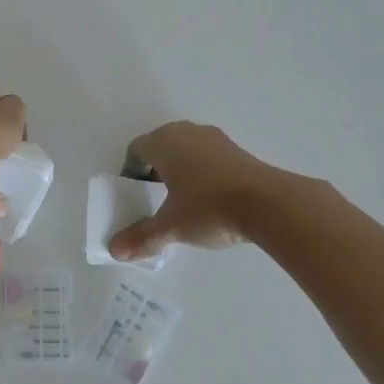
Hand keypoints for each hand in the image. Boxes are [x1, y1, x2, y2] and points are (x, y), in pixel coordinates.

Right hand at [108, 122, 278, 262]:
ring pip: (187, 149)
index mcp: (163, 143)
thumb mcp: (171, 226)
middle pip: (162, 146)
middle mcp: (186, 132)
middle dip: (156, 169)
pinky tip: (211, 199)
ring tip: (184, 200)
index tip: (135, 194)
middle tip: (156, 197)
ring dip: (181, 169)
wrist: (268, 203)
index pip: (136, 149)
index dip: (131, 171)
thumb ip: (142, 237)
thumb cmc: (208, 208)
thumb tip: (115, 251)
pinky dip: (204, 172)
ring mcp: (215, 138)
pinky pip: (209, 157)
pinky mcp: (238, 149)